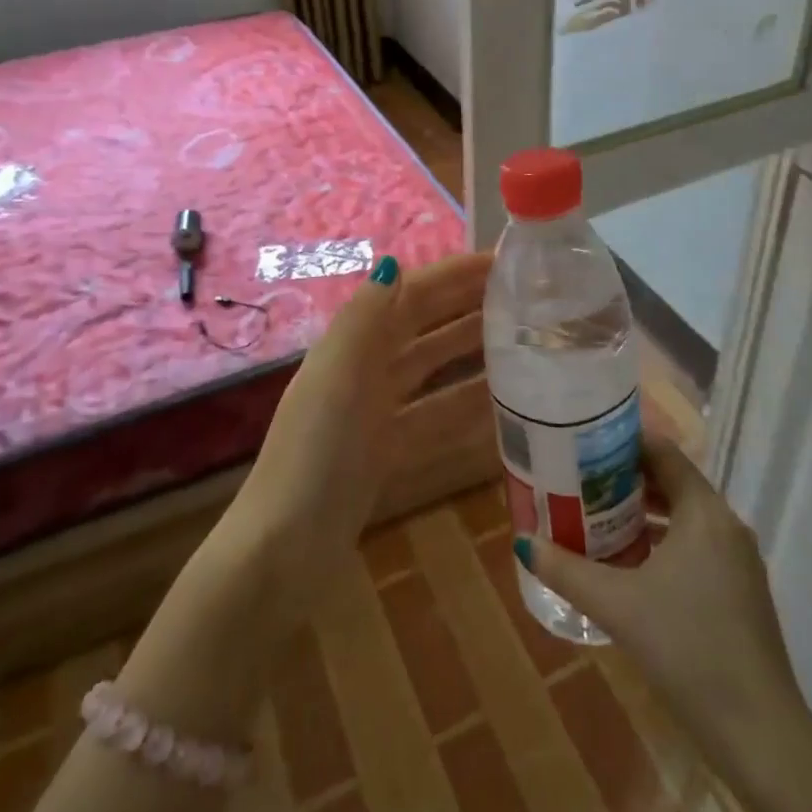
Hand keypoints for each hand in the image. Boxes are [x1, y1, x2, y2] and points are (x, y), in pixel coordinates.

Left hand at [223, 250, 491, 617]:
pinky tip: (504, 406)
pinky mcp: (387, 452)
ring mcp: (376, 413)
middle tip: (525, 298)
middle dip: (467, 307)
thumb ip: (365, 319)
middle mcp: (363, 370)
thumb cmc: (315, 454)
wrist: (286, 549)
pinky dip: (465, 407)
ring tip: (524, 343)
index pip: (410, 295)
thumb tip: (395, 262)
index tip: (503, 264)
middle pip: (424, 327)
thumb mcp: (338, 376)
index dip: (452, 275)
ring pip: (433, 371)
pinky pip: (436, 418)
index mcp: (351, 345)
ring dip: (472, 354)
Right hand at [516, 434, 806, 771]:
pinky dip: (664, 541)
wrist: (760, 735)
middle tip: (580, 477)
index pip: (663, 452)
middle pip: (672, 481)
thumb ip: (567, 570)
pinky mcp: (742, 592)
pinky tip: (632, 564)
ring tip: (597, 515)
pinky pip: (697, 545)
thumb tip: (523, 542)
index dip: (623, 441)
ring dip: (644, 512)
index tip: (584, 441)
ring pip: (685, 516)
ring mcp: (739, 560)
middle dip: (626, 477)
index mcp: (704, 512)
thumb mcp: (617, 605)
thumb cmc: (687, 649)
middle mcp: (726, 525)